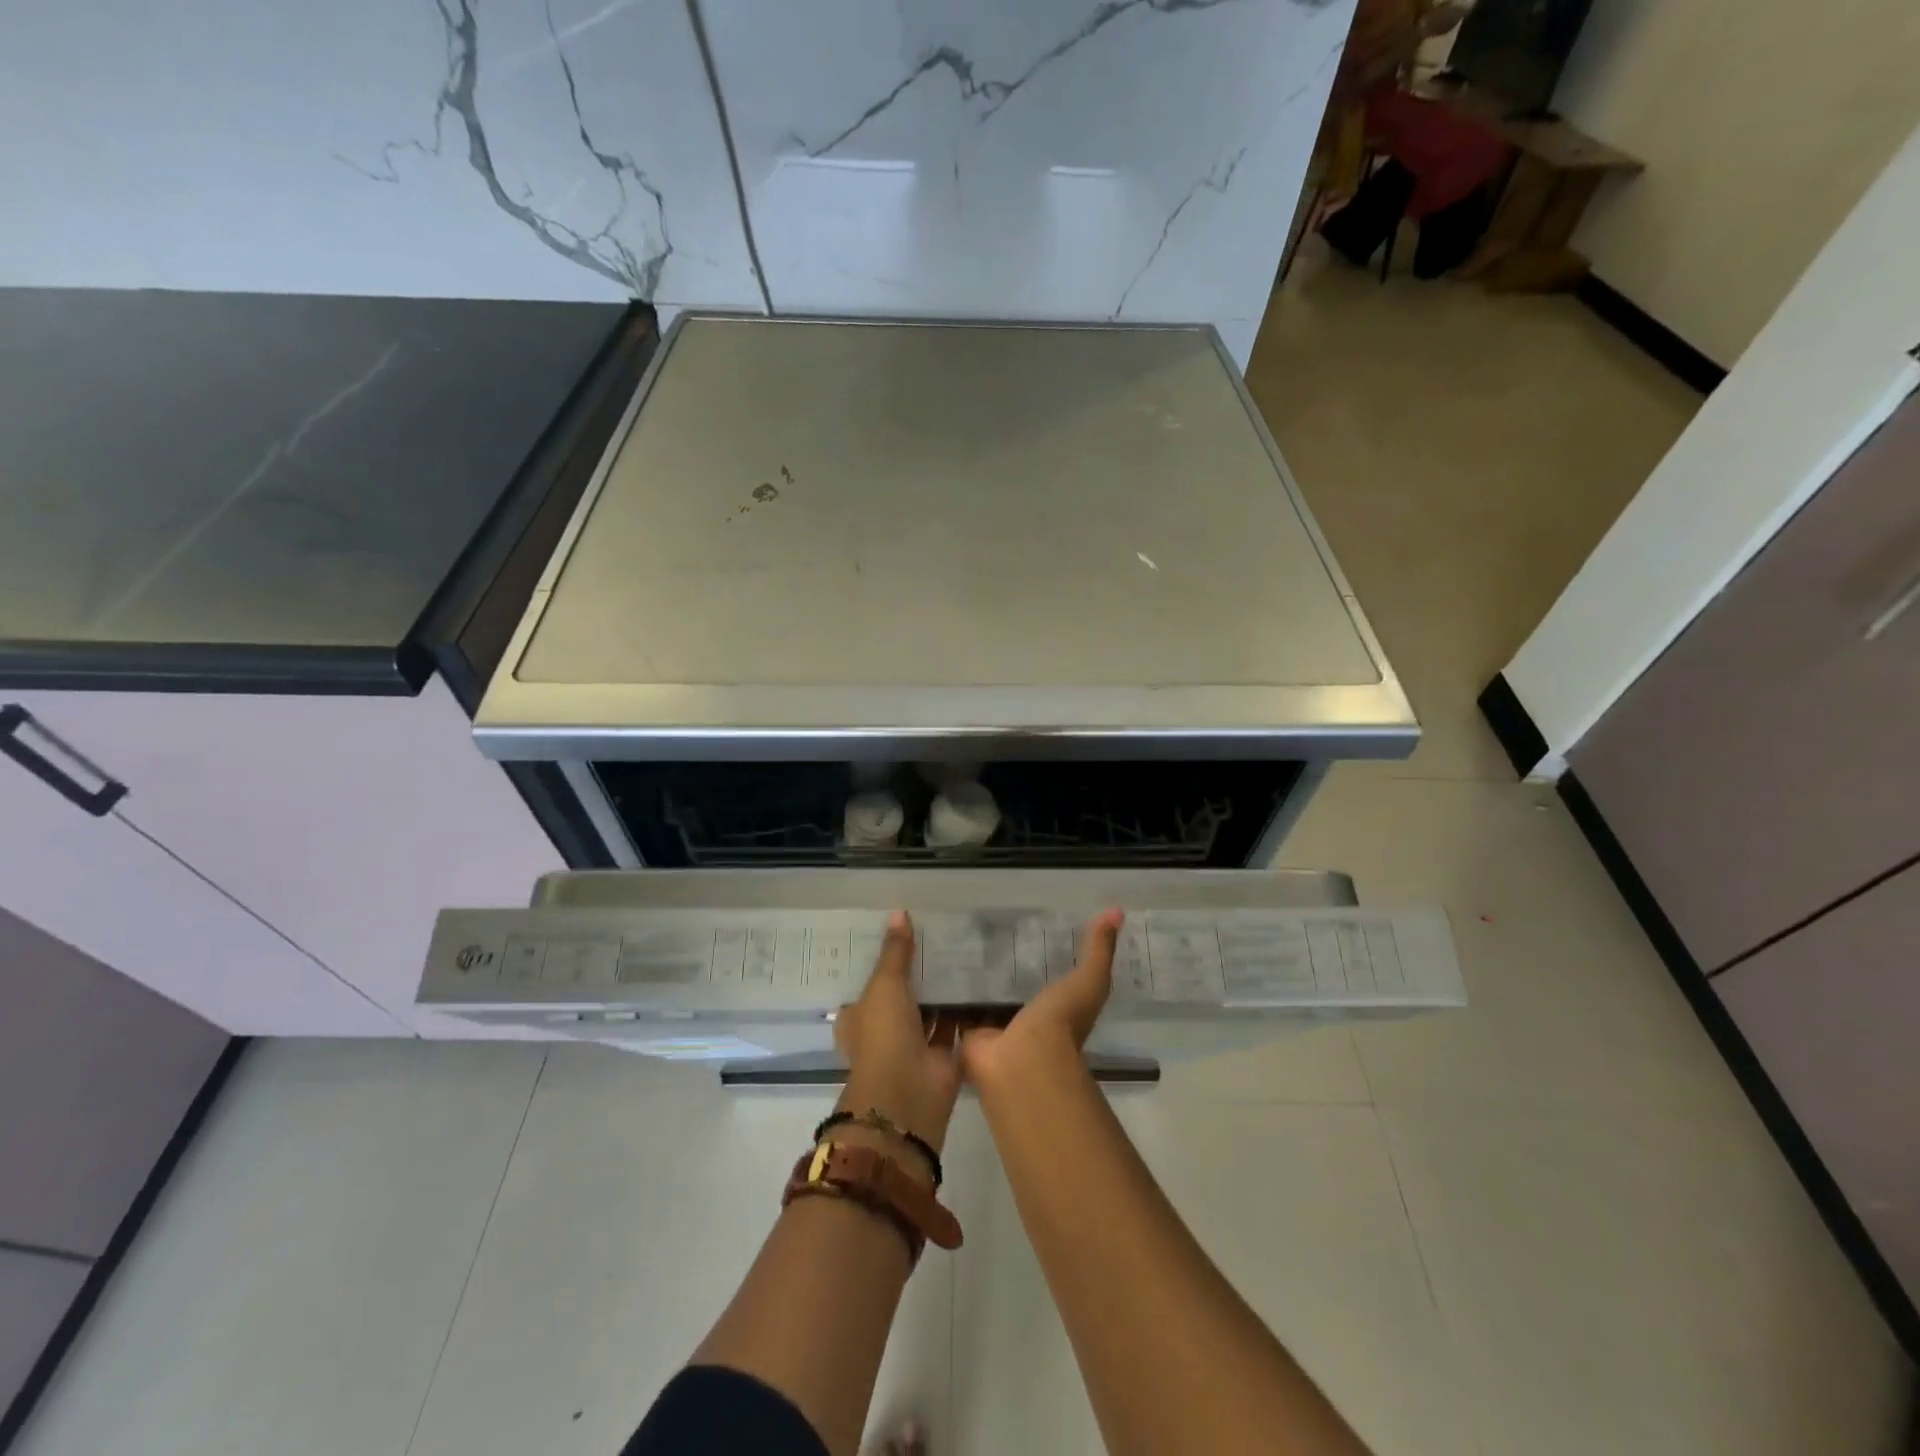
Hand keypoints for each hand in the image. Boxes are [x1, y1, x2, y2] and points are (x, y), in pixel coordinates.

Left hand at [833, 913, 960, 1158]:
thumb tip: (898, 912)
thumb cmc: (883, 1035)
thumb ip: (895, 952)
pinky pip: (955, 1026)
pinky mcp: (943, 1058)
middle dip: (919, 974)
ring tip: (965, 953)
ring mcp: (914, 1046)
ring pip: (930, 1011)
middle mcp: (885, 1031)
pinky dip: (966, 1010)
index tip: (904, 938)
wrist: (908, 1094)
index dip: (884, 963)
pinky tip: (981, 982)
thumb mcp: (884, 985)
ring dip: (943, 991)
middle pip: (903, 996)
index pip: (870, 984)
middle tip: (940, 938)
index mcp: (860, 1017)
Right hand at [960, 909, 1122, 1088]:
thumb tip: (1118, 911)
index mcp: (1055, 1008)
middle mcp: (1026, 1019)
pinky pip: (959, 1010)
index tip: (1024, 921)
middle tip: (984, 928)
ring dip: (974, 978)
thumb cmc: (1060, 1022)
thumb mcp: (1089, 980)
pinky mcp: (968, 1034)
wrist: (1023, 1061)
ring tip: (957, 942)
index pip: (1048, 974)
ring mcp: (996, 1029)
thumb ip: (1099, 950)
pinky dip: (951, 995)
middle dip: (1001, 963)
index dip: (1039, 951)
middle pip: (1013, 986)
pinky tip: (940, 968)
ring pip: (984, 998)